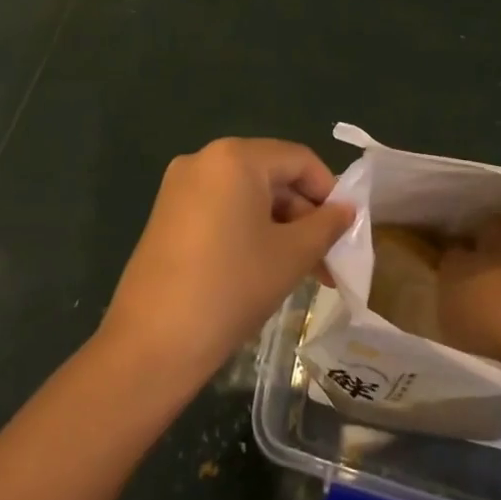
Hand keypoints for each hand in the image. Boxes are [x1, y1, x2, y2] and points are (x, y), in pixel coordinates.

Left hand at [99, 138, 353, 390]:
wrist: (153, 343)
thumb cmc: (232, 287)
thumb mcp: (292, 255)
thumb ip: (326, 225)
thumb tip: (347, 210)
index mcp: (235, 157)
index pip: (299, 160)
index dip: (329, 191)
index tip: (345, 230)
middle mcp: (203, 159)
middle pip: (272, 175)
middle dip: (304, 215)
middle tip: (327, 259)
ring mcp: (180, 187)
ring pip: (247, 196)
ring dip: (280, 227)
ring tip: (303, 271)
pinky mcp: (167, 214)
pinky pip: (221, 210)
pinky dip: (249, 231)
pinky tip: (265, 268)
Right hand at [437, 214, 500, 362]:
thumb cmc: (487, 329)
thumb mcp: (453, 329)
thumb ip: (452, 312)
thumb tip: (450, 305)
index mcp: (457, 266)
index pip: (451, 253)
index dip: (454, 259)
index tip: (457, 267)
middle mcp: (489, 248)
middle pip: (486, 225)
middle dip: (488, 230)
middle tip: (490, 244)